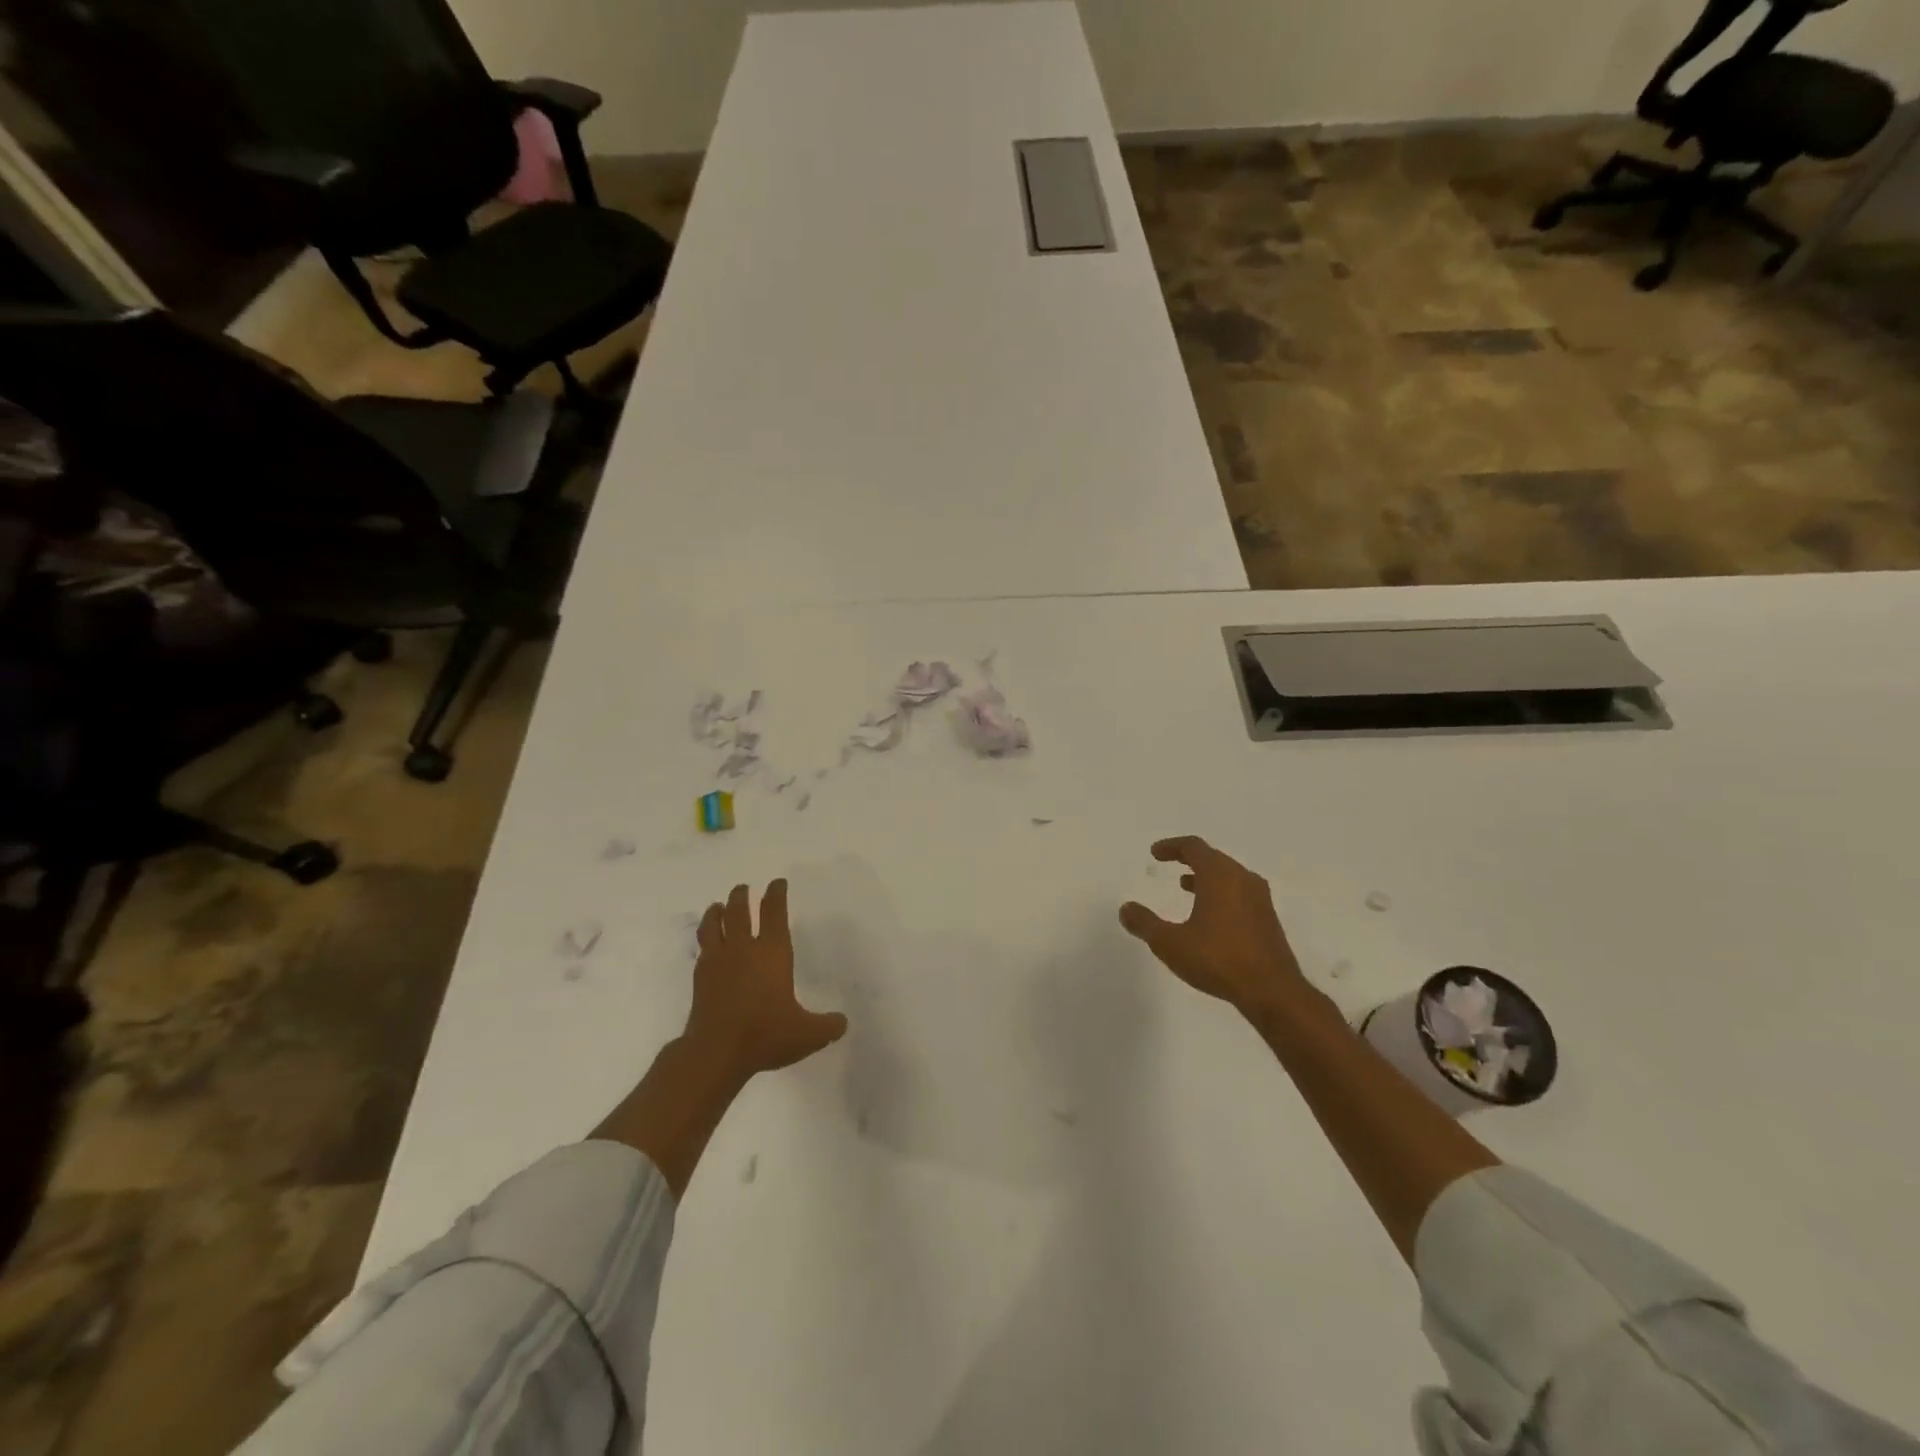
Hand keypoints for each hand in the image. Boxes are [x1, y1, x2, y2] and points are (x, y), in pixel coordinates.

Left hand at [685, 879, 847, 1081]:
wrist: (715, 1052)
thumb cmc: (766, 1034)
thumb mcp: (807, 1034)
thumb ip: (827, 1026)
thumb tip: (842, 1022)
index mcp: (772, 953)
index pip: (774, 913)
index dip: (776, 895)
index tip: (777, 882)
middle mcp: (743, 950)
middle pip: (738, 912)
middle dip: (741, 896)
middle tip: (742, 887)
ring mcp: (718, 962)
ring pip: (713, 926)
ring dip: (716, 912)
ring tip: (717, 906)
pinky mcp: (700, 979)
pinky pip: (702, 949)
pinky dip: (705, 940)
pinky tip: (707, 946)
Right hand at [1119, 837, 1307, 1013]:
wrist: (1272, 991)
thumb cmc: (1218, 959)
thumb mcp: (1170, 943)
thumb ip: (1145, 923)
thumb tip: (1126, 908)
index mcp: (1219, 875)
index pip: (1193, 847)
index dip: (1171, 846)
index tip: (1155, 853)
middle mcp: (1242, 879)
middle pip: (1213, 858)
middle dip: (1189, 859)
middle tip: (1169, 864)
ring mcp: (1259, 899)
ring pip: (1229, 876)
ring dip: (1205, 877)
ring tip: (1185, 886)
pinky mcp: (1267, 920)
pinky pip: (1239, 893)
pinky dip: (1220, 893)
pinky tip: (1209, 916)